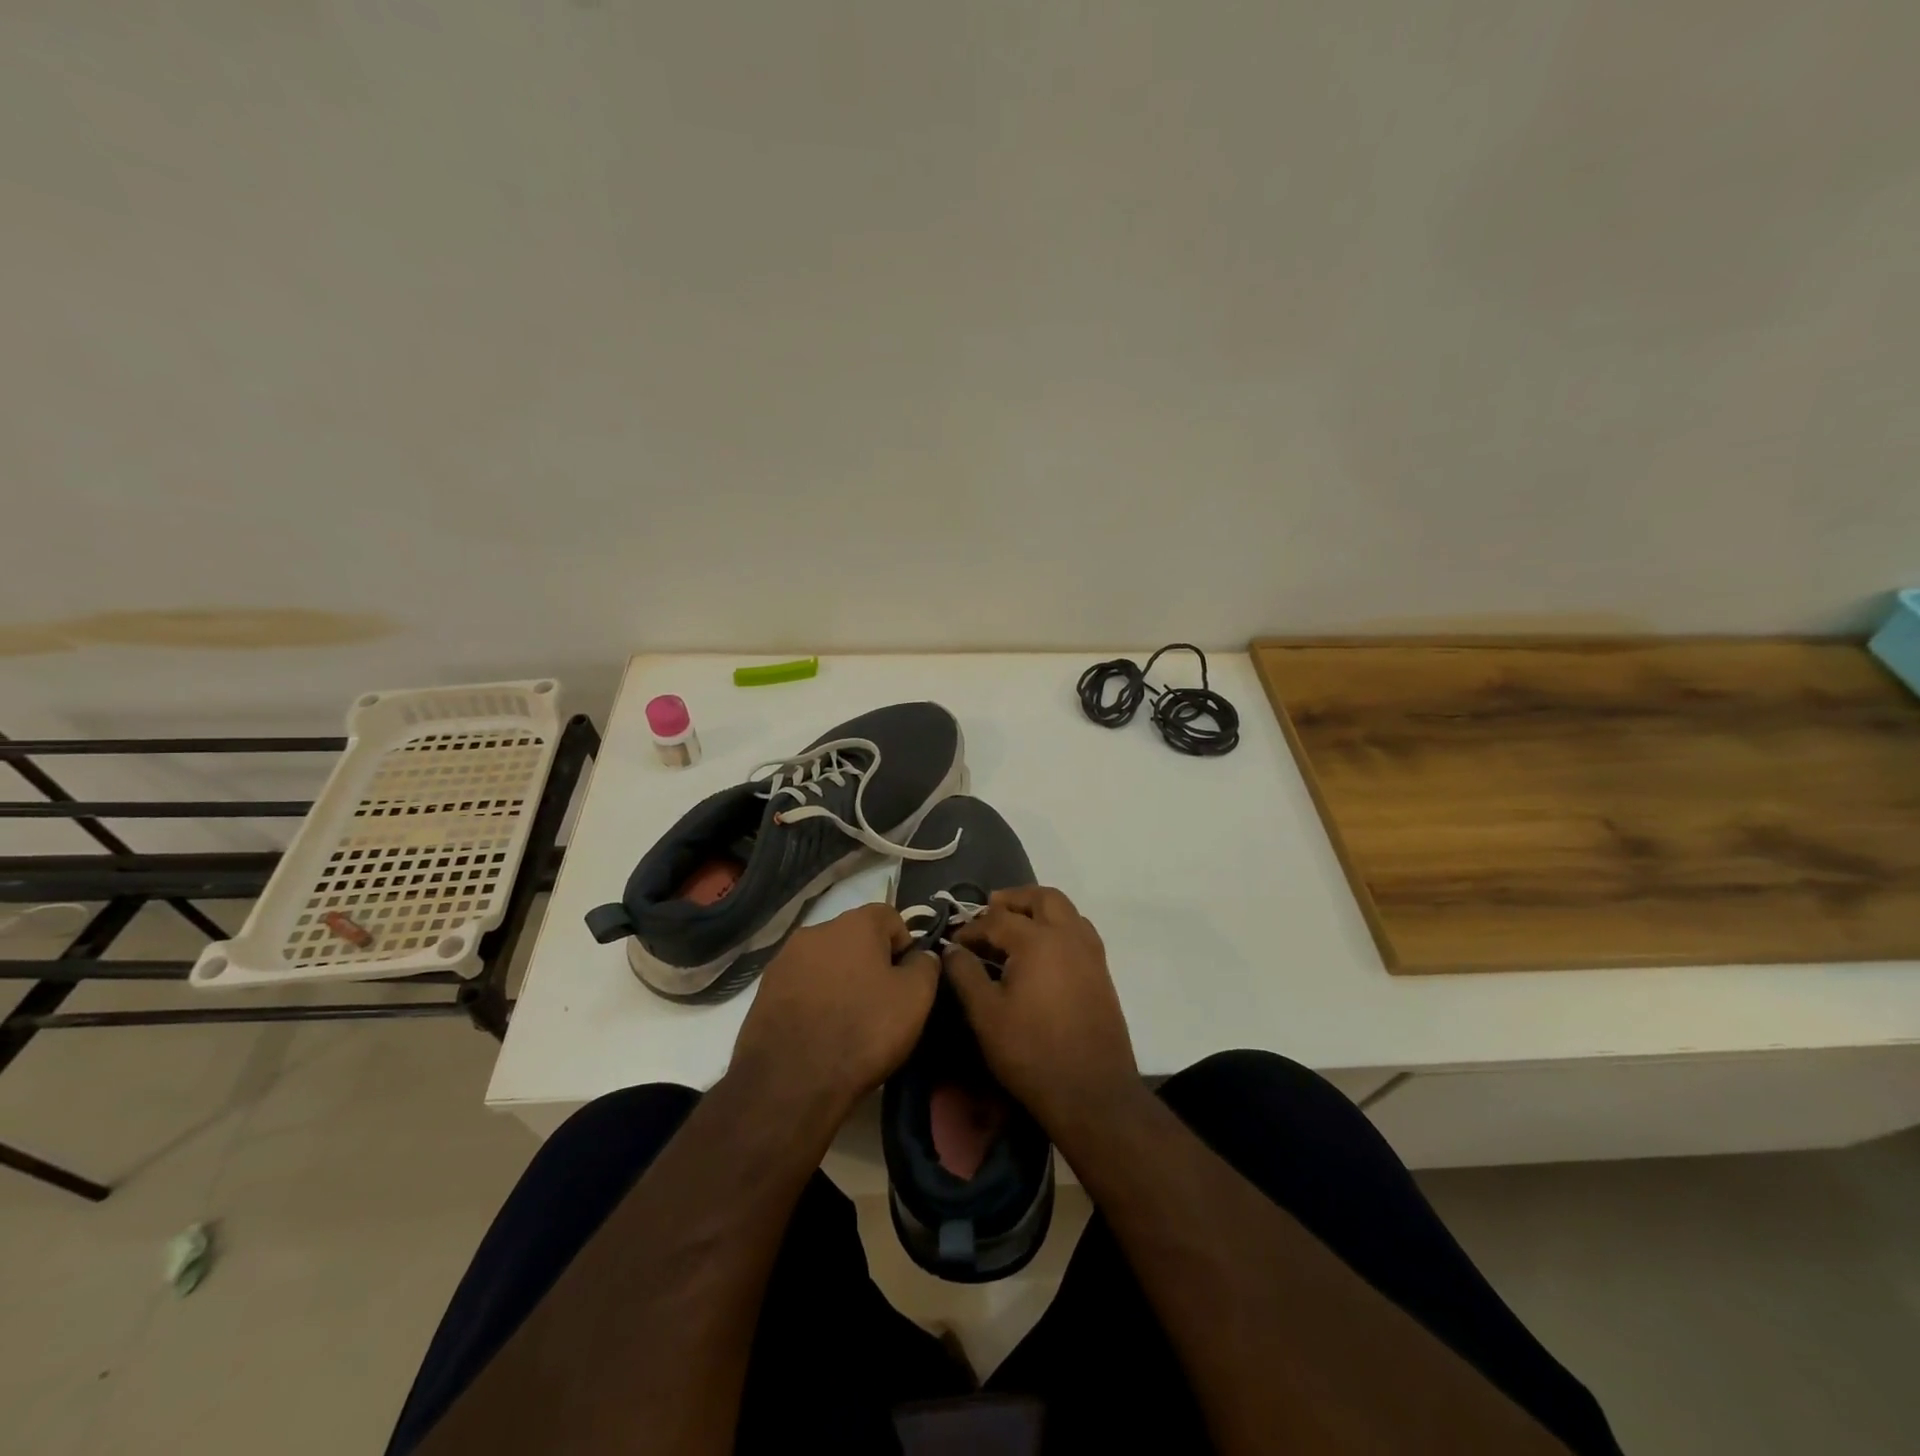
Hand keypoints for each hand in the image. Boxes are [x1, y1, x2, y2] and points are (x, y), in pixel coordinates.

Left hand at [728, 902, 937, 1124]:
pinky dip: (815, 998)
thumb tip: (922, 955)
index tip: (907, 981)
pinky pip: (802, 984)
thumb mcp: (915, 999)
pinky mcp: (764, 989)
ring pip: (826, 960)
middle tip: (881, 1002)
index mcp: (855, 923)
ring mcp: (785, 959)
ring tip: (848, 1020)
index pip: (890, 917)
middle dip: (871, 962)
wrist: (789, 1082)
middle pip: (855, 937)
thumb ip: (926, 966)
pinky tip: (820, 1030)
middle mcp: (816, 930)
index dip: (904, 945)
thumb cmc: (863, 1031)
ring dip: (840, 979)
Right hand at [944, 886, 1140, 1134]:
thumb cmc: (1031, 1052)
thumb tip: (952, 949)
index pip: (998, 920)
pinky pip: (1079, 931)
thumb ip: (965, 974)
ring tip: (1017, 925)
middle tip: (991, 910)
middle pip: (1043, 897)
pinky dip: (1059, 926)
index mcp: (1038, 940)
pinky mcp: (1102, 972)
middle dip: (1014, 899)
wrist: (1091, 1092)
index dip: (972, 928)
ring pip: (1066, 910)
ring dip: (1040, 909)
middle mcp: (1068, 936)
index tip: (954, 943)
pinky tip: (1044, 951)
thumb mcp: (985, 1015)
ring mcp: (1090, 953)